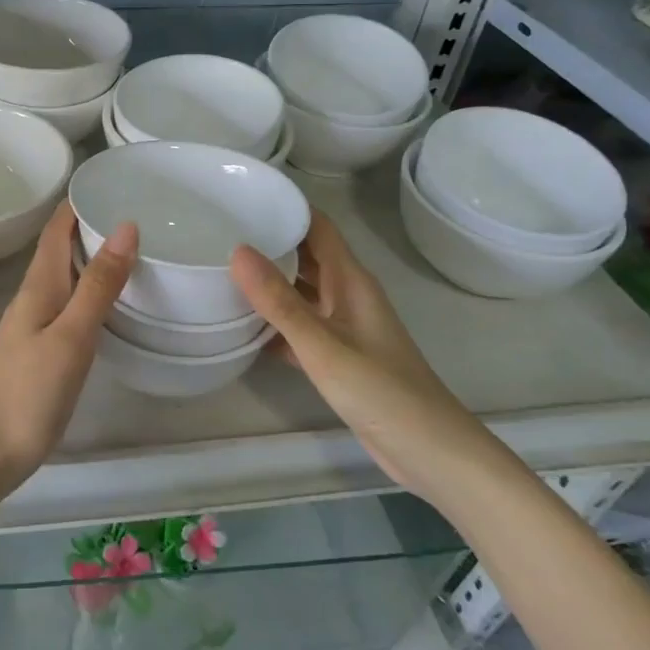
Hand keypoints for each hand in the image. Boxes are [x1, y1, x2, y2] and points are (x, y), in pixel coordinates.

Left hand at [0, 204, 136, 495]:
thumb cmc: (28, 393)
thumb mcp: (72, 336)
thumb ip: (98, 284)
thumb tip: (125, 225)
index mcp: (39, 285)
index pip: (56, 228)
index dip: (78, 202)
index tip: (113, 182)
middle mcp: (32, 297)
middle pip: (59, 248)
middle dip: (90, 225)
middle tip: (136, 212)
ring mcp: (32, 325)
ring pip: (63, 276)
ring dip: (90, 257)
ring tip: (131, 249)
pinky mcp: (36, 350)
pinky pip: (65, 303)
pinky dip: (87, 289)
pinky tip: (107, 302)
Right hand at [229, 212, 492, 494]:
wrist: (430, 453)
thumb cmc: (381, 390)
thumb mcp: (323, 345)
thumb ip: (279, 301)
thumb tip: (238, 251)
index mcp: (350, 280)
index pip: (317, 227)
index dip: (286, 207)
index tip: (244, 196)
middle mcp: (346, 295)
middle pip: (306, 255)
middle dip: (269, 241)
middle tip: (219, 231)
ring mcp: (343, 326)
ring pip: (300, 291)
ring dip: (269, 283)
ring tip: (221, 271)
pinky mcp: (339, 356)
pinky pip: (300, 327)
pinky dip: (274, 323)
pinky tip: (242, 327)